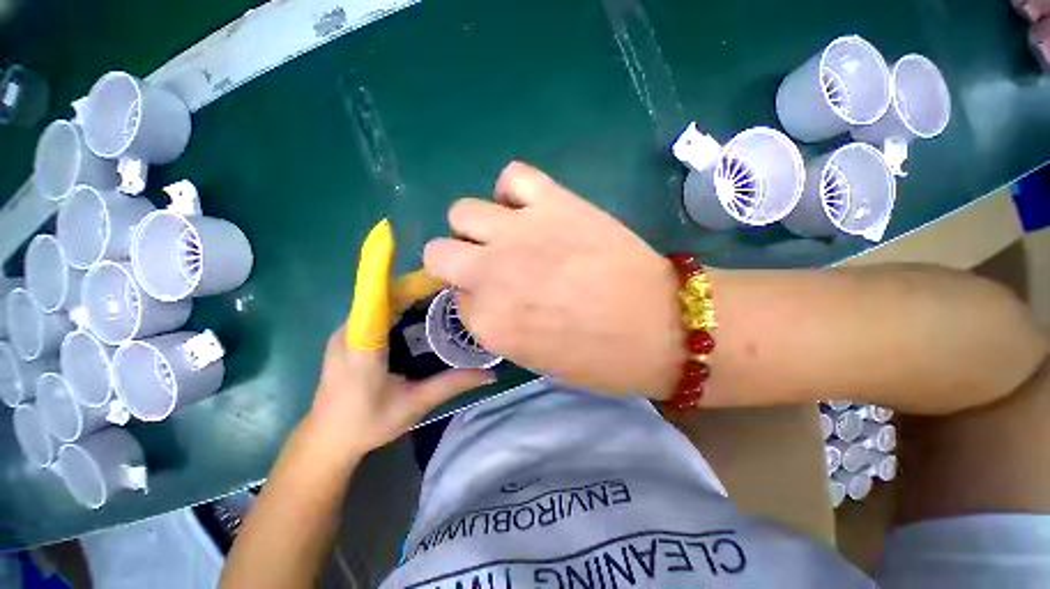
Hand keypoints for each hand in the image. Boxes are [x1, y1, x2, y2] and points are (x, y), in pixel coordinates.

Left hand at [306, 221, 491, 456]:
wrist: (326, 440)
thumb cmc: (367, 423)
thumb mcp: (414, 405)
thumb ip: (452, 385)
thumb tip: (492, 373)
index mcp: (363, 343)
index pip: (374, 296)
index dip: (382, 266)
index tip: (401, 243)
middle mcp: (352, 328)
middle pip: (384, 291)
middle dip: (418, 281)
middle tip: (453, 278)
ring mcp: (350, 329)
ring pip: (382, 298)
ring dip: (411, 289)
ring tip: (445, 288)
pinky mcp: (352, 333)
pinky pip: (379, 307)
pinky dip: (402, 300)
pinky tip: (424, 307)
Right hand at [424, 162, 685, 398]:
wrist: (661, 326)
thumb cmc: (601, 357)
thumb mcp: (536, 358)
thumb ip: (499, 325)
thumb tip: (485, 296)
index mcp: (489, 322)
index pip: (456, 299)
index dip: (476, 299)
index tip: (497, 300)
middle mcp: (491, 273)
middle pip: (439, 252)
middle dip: (458, 260)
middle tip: (490, 265)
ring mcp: (519, 232)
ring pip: (463, 211)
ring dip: (478, 226)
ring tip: (509, 235)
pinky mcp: (553, 202)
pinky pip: (512, 177)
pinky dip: (513, 191)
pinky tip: (530, 208)